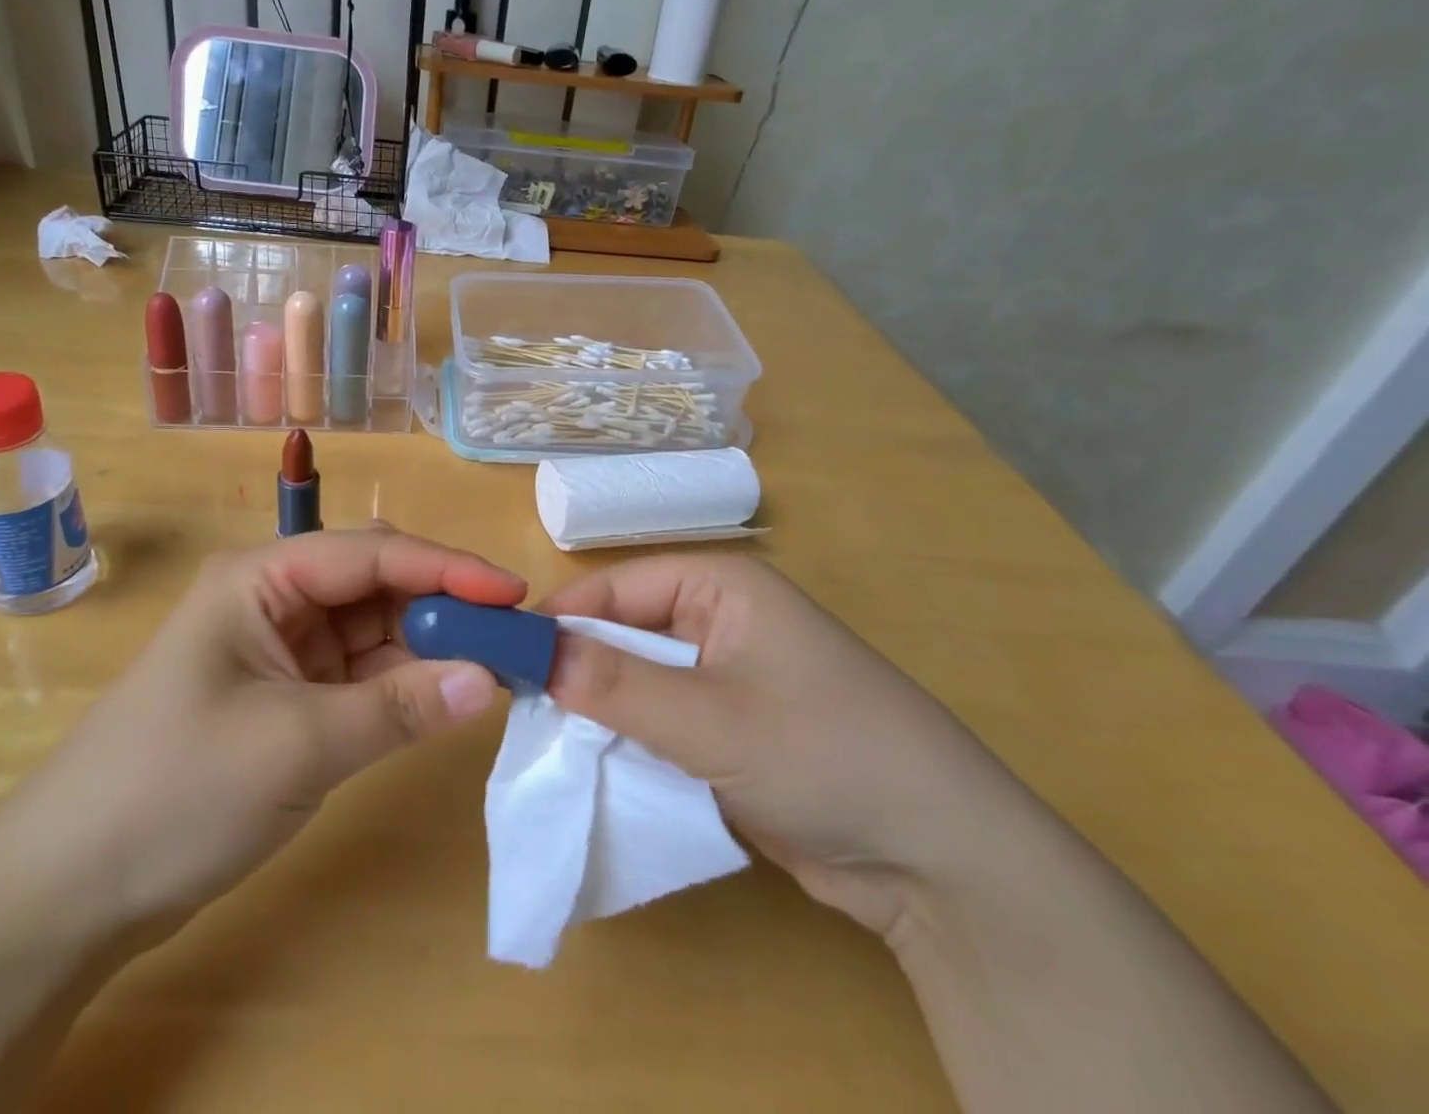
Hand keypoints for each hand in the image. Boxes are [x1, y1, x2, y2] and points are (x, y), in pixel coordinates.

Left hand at [0, 529, 523, 938]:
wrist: (67, 892)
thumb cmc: (175, 791)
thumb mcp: (297, 744)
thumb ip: (400, 708)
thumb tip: (489, 680)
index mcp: (263, 578)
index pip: (372, 553)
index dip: (447, 567)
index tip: (513, 592)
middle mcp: (275, 599)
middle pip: (377, 584)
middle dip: (444, 604)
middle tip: (512, 634)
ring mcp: (282, 650)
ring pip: (375, 630)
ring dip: (430, 646)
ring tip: (495, 666)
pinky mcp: (288, 697)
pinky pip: (361, 675)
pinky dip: (404, 684)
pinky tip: (447, 696)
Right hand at [541, 554, 1039, 937]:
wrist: (939, 859)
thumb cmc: (823, 754)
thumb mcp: (709, 719)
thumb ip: (615, 686)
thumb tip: (530, 655)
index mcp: (720, 586)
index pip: (617, 587)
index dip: (561, 620)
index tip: (506, 660)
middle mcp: (721, 620)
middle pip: (625, 632)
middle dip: (577, 668)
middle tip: (519, 709)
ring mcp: (728, 676)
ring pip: (640, 680)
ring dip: (601, 709)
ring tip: (546, 741)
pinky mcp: (733, 728)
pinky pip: (663, 721)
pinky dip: (631, 740)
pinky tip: (595, 766)